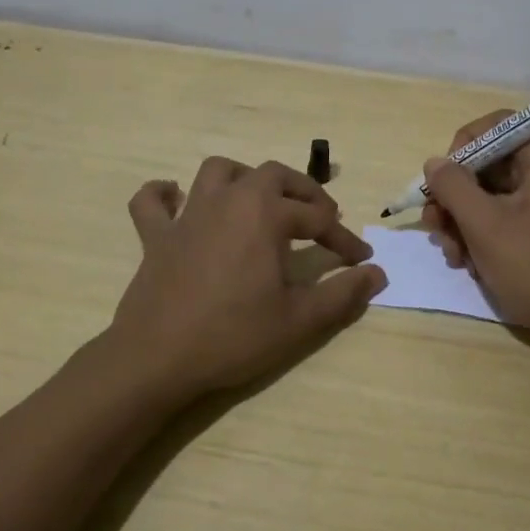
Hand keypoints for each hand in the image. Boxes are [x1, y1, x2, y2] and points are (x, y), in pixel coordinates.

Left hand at [107, 157, 386, 399]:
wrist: (157, 358)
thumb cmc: (234, 336)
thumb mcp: (299, 320)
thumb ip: (342, 293)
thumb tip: (377, 274)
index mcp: (265, 215)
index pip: (317, 219)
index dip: (344, 239)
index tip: (361, 259)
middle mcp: (228, 201)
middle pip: (273, 176)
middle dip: (303, 192)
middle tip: (321, 217)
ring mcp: (188, 215)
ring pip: (217, 172)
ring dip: (243, 178)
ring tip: (260, 201)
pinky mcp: (156, 236)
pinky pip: (152, 202)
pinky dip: (164, 195)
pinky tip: (177, 200)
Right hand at [420, 115, 529, 357]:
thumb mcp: (485, 225)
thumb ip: (453, 187)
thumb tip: (434, 163)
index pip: (494, 126)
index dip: (461, 148)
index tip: (441, 182)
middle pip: (487, 165)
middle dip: (455, 197)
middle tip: (437, 229)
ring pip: (488, 196)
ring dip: (462, 223)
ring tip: (454, 257)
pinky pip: (502, 219)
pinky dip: (480, 238)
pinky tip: (471, 265)